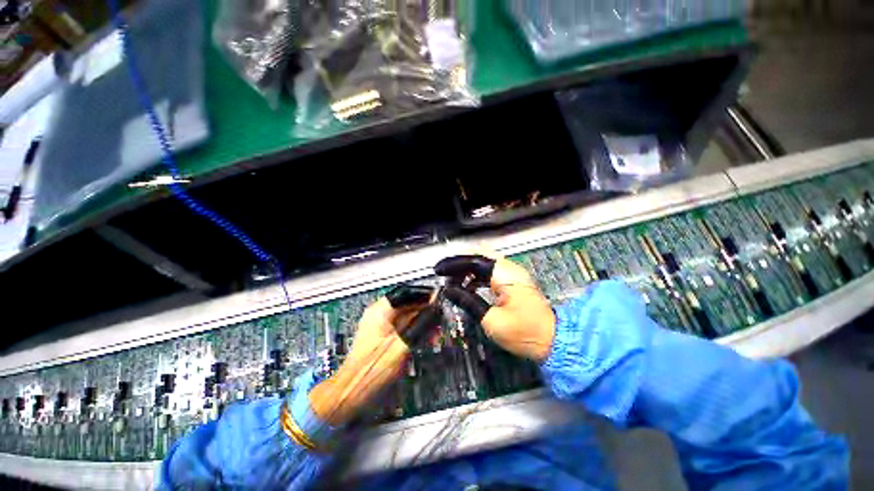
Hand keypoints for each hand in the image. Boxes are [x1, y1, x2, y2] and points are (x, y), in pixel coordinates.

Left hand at [309, 285, 432, 424]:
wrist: (353, 392)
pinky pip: (403, 327)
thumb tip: (435, 309)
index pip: (407, 293)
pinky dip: (415, 331)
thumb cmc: (373, 368)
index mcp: (381, 310)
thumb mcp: (403, 344)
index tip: (438, 302)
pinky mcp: (383, 337)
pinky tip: (425, 339)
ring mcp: (380, 326)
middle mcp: (379, 314)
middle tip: (439, 320)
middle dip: (425, 312)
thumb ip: (421, 324)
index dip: (425, 296)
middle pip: (408, 305)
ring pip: (407, 317)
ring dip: (422, 323)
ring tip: (435, 333)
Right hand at [436, 251, 555, 361]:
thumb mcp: (491, 320)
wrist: (554, 341)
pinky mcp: (513, 281)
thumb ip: (468, 301)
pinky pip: (490, 271)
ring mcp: (513, 273)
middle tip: (446, 276)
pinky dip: (476, 276)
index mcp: (504, 275)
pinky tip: (467, 287)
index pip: (474, 260)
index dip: (454, 264)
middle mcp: (509, 268)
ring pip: (484, 262)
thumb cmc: (524, 333)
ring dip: (467, 270)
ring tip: (453, 283)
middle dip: (460, 263)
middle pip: (479, 255)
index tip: (438, 271)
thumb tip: (449, 290)